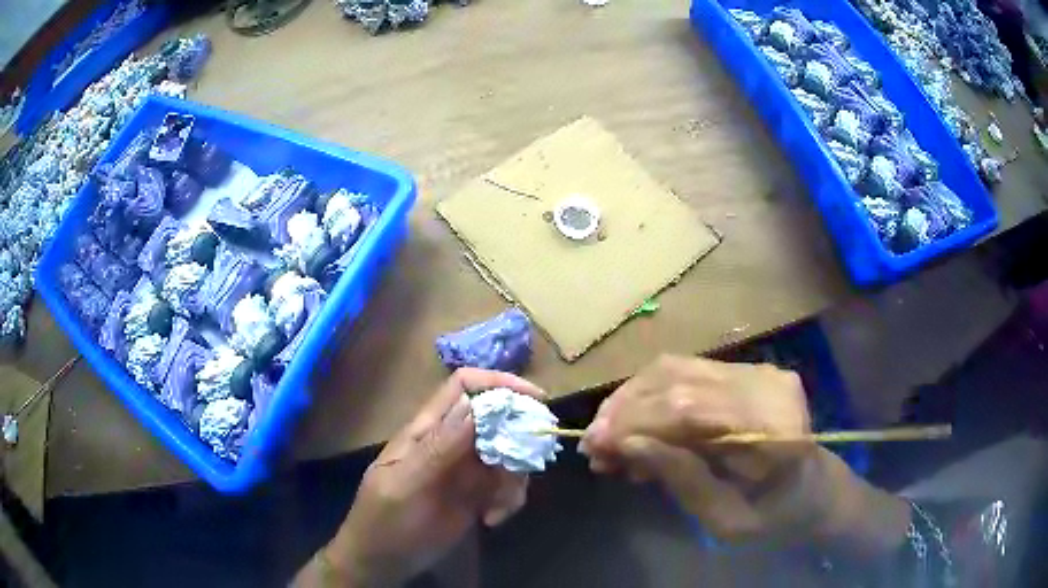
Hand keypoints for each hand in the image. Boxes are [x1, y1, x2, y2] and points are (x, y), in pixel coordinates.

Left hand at [308, 369, 544, 586]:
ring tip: (499, 507)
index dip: (499, 383)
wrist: (383, 562)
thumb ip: (438, 449)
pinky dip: (510, 500)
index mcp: (428, 430)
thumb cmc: (385, 521)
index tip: (535, 399)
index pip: (464, 387)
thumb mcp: (405, 486)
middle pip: (496, 420)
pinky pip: (507, 486)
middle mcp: (451, 442)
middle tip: (528, 463)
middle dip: (518, 438)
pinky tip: (491, 520)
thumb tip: (473, 405)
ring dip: (515, 478)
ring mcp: (466, 470)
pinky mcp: (477, 496)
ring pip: (508, 454)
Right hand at [581, 355, 865, 545]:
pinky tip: (632, 421)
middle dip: (625, 413)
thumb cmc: (775, 516)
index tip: (594, 448)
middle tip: (591, 445)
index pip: (692, 412)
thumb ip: (682, 481)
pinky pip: (685, 370)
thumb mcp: (727, 521)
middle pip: (679, 383)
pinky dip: (649, 394)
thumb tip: (626, 445)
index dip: (636, 425)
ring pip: (676, 369)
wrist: (813, 488)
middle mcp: (768, 386)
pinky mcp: (746, 368)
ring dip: (631, 399)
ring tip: (606, 434)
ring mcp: (759, 370)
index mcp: (775, 429)